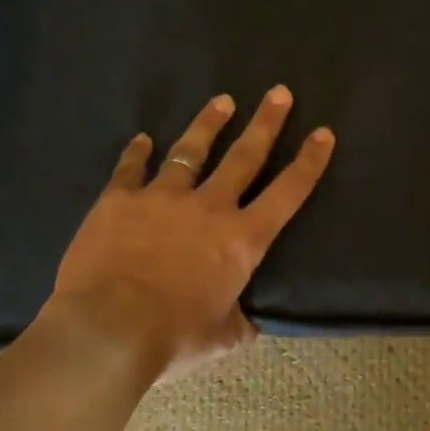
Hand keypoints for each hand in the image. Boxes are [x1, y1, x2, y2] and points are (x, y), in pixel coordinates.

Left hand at [49, 87, 335, 377]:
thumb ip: (238, 324)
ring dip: (209, 124)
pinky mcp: (120, 200)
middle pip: (245, 155)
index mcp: (242, 240)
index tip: (322, 133)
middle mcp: (209, 207)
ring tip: (222, 101)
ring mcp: (163, 197)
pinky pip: (131, 168)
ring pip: (191, 150)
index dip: (309, 161)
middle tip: (279, 92)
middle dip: (266, 122)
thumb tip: (248, 325)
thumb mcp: (220, 338)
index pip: (287, 193)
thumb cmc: (172, 336)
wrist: (107, 329)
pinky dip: (136, 152)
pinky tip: (141, 139)